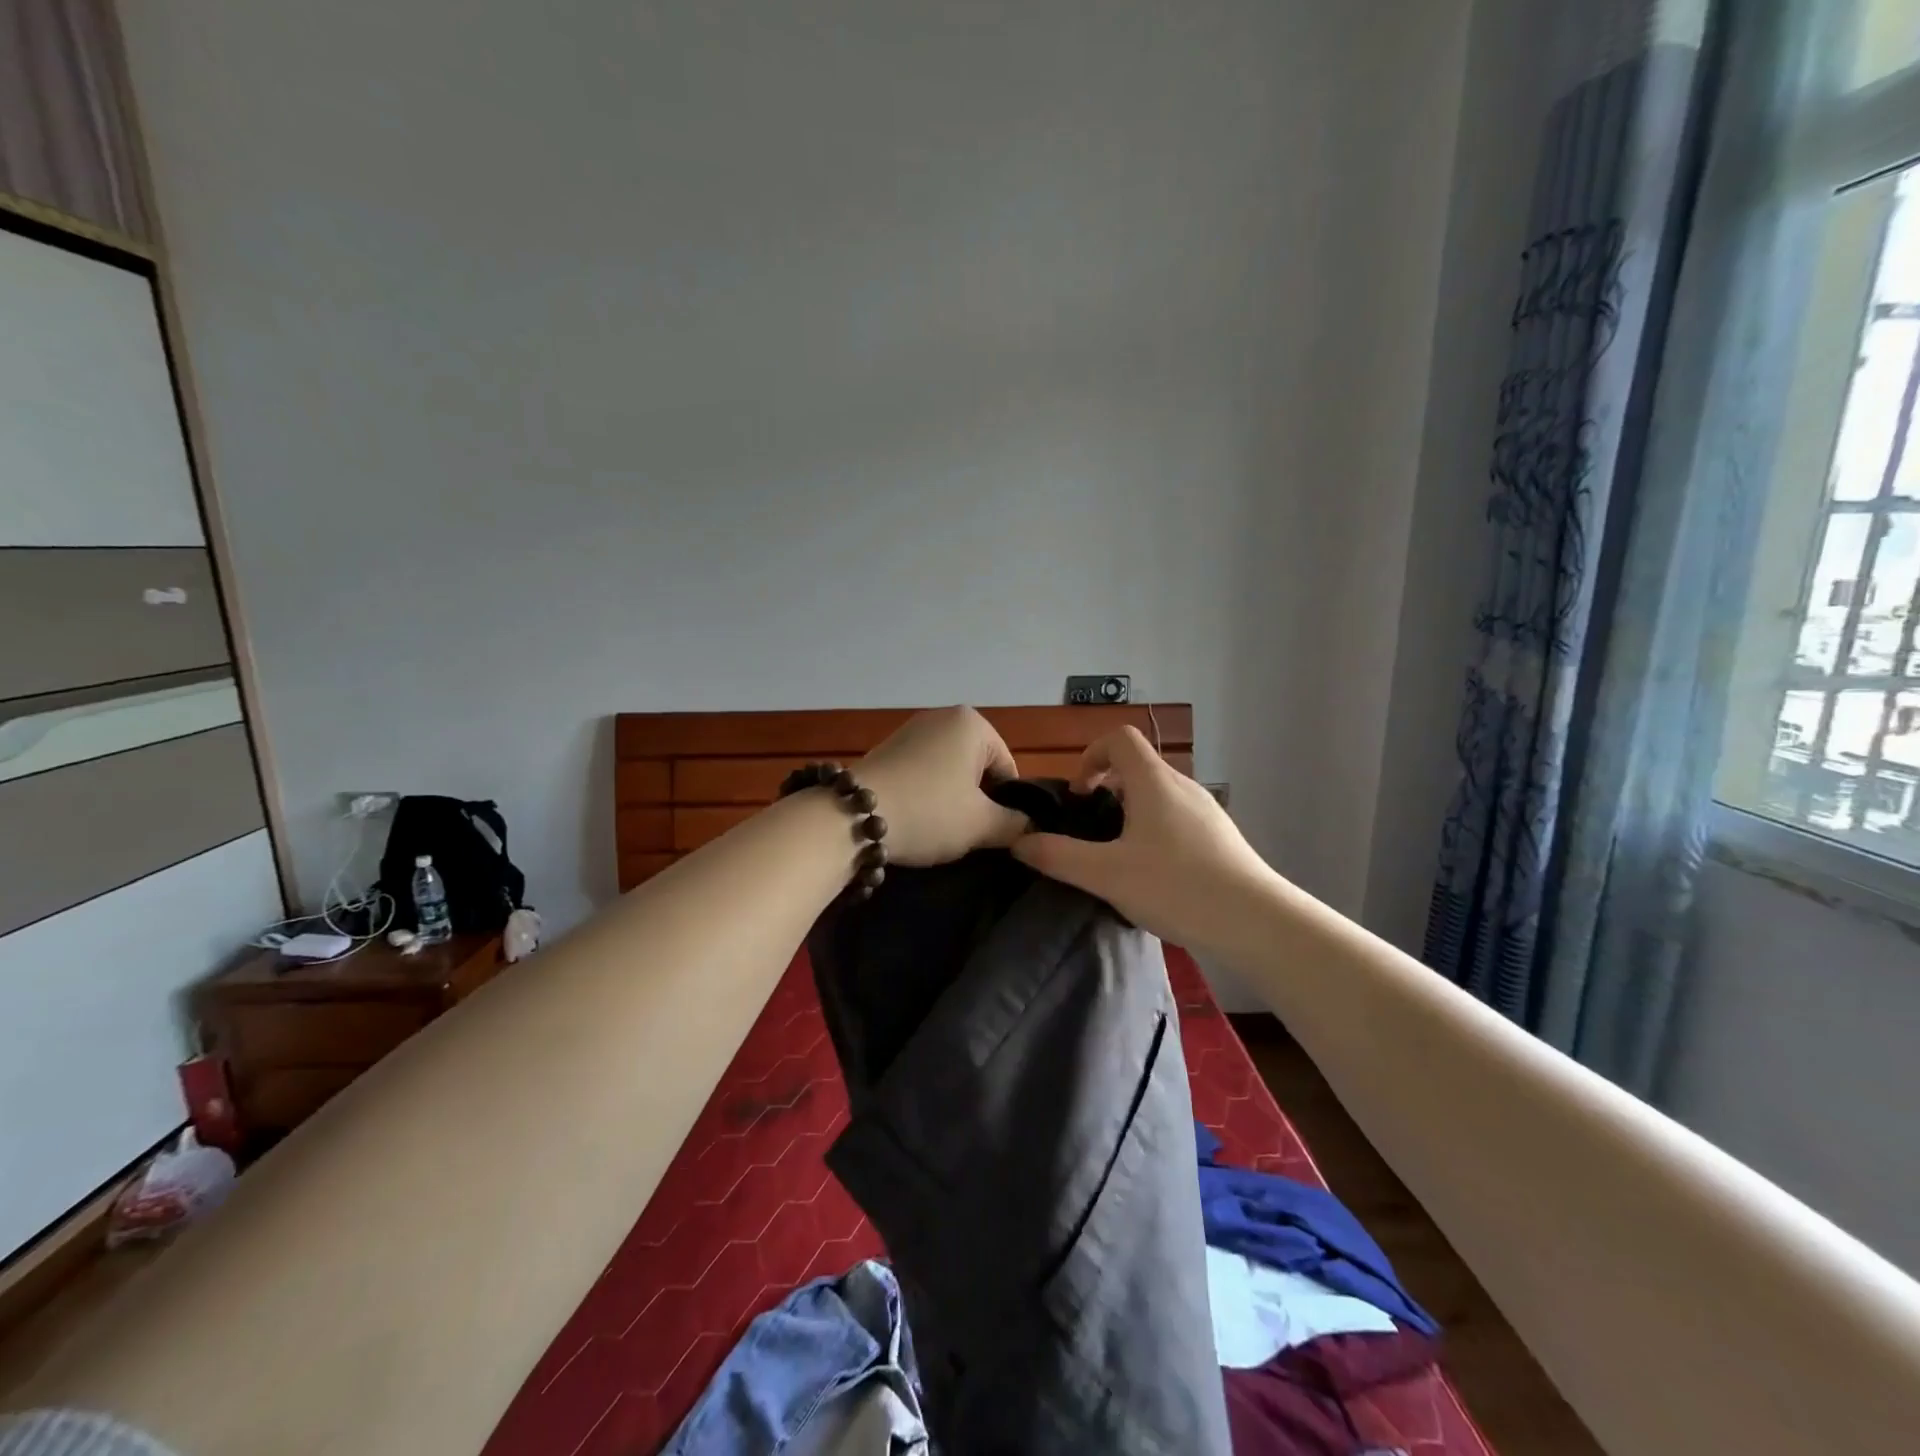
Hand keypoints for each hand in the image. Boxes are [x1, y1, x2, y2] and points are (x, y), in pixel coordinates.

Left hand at [857, 707, 1028, 865]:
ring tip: (940, 830)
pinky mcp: (885, 749)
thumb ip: (1014, 824)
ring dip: (950, 800)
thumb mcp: (981, 824)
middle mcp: (941, 716)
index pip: (1007, 769)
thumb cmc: (929, 811)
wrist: (851, 817)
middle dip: (977, 800)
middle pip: (977, 768)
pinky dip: (925, 795)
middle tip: (967, 833)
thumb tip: (1030, 828)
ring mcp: (909, 731)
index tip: (993, 832)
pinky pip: (921, 773)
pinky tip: (916, 819)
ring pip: (948, 772)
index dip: (1007, 805)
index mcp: (972, 723)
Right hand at [1011, 726, 1277, 950]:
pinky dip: (1156, 831)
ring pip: (1159, 795)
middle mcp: (1183, 787)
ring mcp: (1207, 812)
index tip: (1080, 795)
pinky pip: (1178, 818)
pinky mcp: (1221, 837)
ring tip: (1119, 856)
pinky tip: (1154, 875)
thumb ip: (1057, 856)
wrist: (1256, 922)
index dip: (1091, 755)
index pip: (1120, 738)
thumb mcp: (1106, 875)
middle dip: (1107, 789)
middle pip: (1138, 767)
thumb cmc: (1176, 887)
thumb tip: (1018, 843)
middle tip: (1092, 830)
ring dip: (1131, 812)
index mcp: (1154, 782)